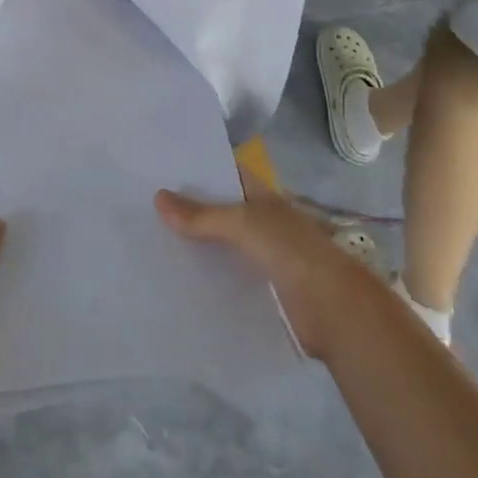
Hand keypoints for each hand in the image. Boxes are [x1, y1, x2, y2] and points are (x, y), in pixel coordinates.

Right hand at [155, 179, 362, 359]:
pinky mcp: (260, 289)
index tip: (161, 167)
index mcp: (262, 196)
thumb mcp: (243, 224)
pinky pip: (226, 275)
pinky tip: (176, 277)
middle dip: (188, 209)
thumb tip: (158, 197)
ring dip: (195, 244)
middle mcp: (262, 222)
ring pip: (221, 244)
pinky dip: (206, 275)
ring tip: (150, 240)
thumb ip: (201, 215)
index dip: (198, 168)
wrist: (333, 310)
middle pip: (220, 210)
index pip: (225, 173)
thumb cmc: (291, 251)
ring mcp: (262, 256)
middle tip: (144, 205)